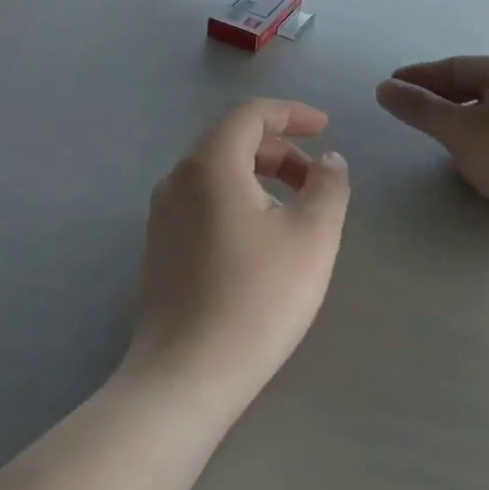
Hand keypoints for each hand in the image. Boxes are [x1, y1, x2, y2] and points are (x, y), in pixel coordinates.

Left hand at [128, 99, 350, 411]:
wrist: (186, 376)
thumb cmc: (257, 298)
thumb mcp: (313, 236)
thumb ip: (328, 186)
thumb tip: (329, 160)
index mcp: (210, 165)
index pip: (250, 114)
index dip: (291, 113)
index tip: (325, 128)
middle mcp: (177, 179)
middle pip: (231, 140)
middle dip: (280, 147)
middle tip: (316, 175)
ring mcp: (161, 215)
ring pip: (216, 172)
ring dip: (260, 174)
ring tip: (296, 207)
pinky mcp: (159, 247)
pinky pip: (203, 200)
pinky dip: (238, 197)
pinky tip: (261, 236)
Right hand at [377, 57, 488, 262]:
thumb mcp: (461, 130)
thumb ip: (421, 109)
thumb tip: (385, 88)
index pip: (455, 67)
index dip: (419, 77)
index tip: (389, 86)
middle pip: (472, 87)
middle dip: (437, 97)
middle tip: (404, 109)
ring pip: (487, 114)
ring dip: (457, 120)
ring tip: (428, 132)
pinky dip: (476, 141)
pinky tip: (464, 158)